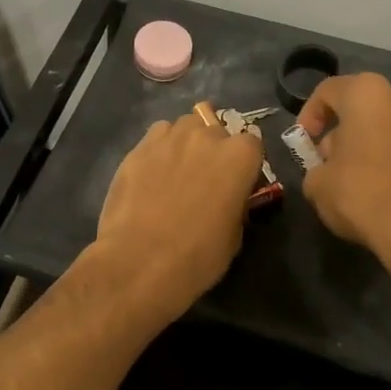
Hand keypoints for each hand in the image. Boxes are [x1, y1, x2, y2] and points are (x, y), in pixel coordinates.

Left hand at [90, 114, 265, 320]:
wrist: (140, 262)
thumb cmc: (198, 255)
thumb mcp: (234, 235)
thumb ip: (235, 203)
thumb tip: (229, 198)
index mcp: (239, 156)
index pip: (252, 144)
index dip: (245, 164)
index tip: (237, 184)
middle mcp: (207, 136)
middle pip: (217, 131)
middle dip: (215, 150)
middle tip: (205, 179)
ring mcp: (170, 137)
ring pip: (185, 127)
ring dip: (187, 143)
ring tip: (177, 171)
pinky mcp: (138, 147)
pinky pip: (157, 136)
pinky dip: (160, 148)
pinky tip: (153, 172)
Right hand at [298, 74, 390, 263]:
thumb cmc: (363, 196)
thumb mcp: (317, 185)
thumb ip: (315, 168)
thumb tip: (327, 169)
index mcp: (368, 94)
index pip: (328, 91)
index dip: (308, 115)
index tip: (304, 142)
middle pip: (362, 107)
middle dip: (343, 131)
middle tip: (329, 162)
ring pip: (389, 127)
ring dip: (370, 145)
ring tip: (358, 179)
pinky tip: (385, 191)